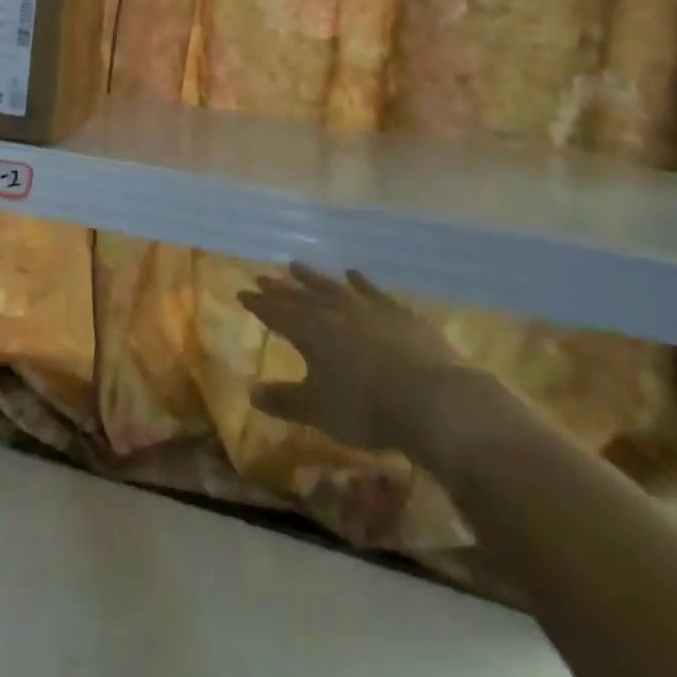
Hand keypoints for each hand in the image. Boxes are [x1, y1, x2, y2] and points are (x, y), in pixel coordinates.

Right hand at [239, 263, 508, 473]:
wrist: (434, 400)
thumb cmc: (367, 408)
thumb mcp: (318, 411)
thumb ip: (284, 400)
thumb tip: (251, 393)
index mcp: (309, 331)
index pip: (275, 313)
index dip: (258, 304)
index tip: (242, 293)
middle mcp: (333, 311)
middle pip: (300, 295)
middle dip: (279, 287)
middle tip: (262, 276)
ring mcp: (367, 308)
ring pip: (332, 286)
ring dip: (312, 277)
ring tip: (296, 265)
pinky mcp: (399, 313)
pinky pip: (372, 290)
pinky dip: (360, 281)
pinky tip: (352, 274)